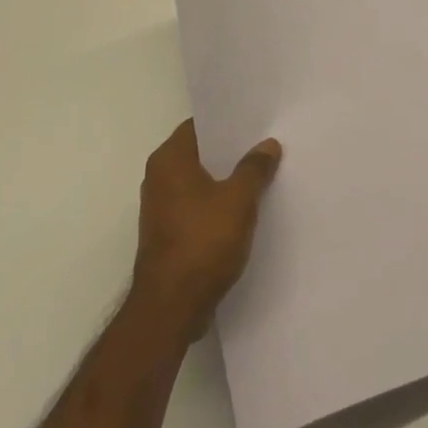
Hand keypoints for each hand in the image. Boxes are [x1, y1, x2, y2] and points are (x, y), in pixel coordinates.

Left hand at [131, 119, 281, 339]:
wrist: (171, 308)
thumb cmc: (202, 242)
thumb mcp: (238, 200)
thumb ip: (254, 168)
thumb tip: (267, 144)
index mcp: (169, 160)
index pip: (199, 125)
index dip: (227, 121)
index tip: (255, 119)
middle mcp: (159, 178)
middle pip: (200, 153)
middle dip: (231, 151)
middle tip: (265, 144)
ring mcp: (162, 208)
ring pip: (200, 181)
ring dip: (226, 179)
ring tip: (261, 173)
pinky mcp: (168, 234)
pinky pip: (198, 206)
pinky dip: (218, 204)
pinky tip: (245, 208)